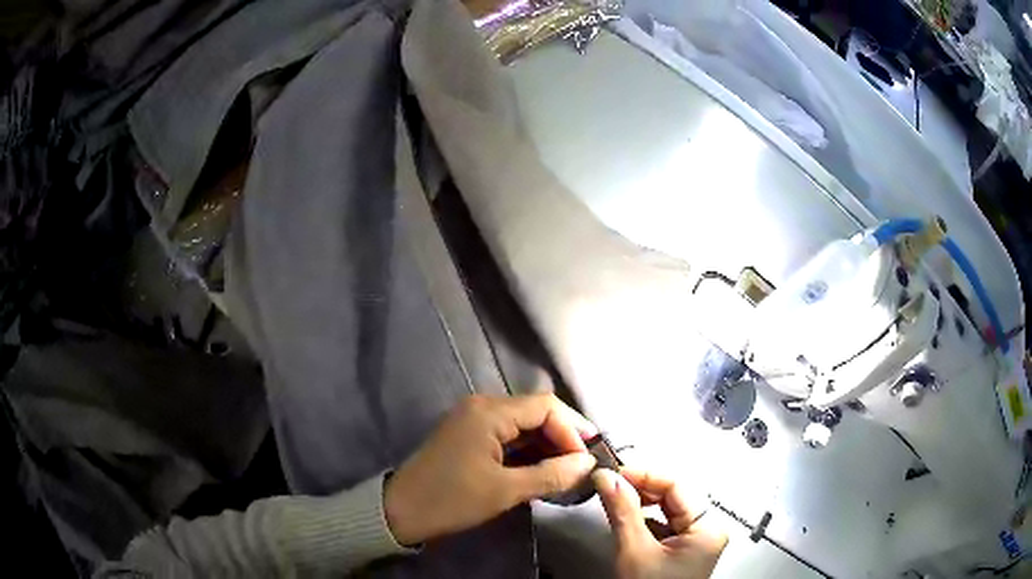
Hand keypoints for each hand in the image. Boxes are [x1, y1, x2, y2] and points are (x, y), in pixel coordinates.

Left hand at [384, 393, 597, 545]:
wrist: (401, 511)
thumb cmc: (451, 499)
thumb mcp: (505, 491)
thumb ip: (550, 475)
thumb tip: (587, 463)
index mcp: (489, 412)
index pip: (545, 406)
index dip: (572, 429)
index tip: (587, 458)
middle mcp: (482, 406)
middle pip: (536, 411)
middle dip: (563, 436)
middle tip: (583, 464)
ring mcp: (474, 420)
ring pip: (524, 424)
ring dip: (547, 444)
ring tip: (568, 469)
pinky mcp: (470, 435)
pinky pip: (509, 435)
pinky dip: (529, 451)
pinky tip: (543, 469)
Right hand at [594, 468, 726, 578]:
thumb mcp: (634, 551)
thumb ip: (623, 511)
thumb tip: (607, 477)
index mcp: (708, 528)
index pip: (678, 486)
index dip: (645, 474)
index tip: (614, 471)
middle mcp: (708, 530)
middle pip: (675, 495)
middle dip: (642, 487)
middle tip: (610, 482)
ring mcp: (696, 540)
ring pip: (669, 508)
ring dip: (642, 501)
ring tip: (616, 496)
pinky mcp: (682, 549)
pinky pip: (665, 523)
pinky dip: (645, 517)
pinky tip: (627, 516)